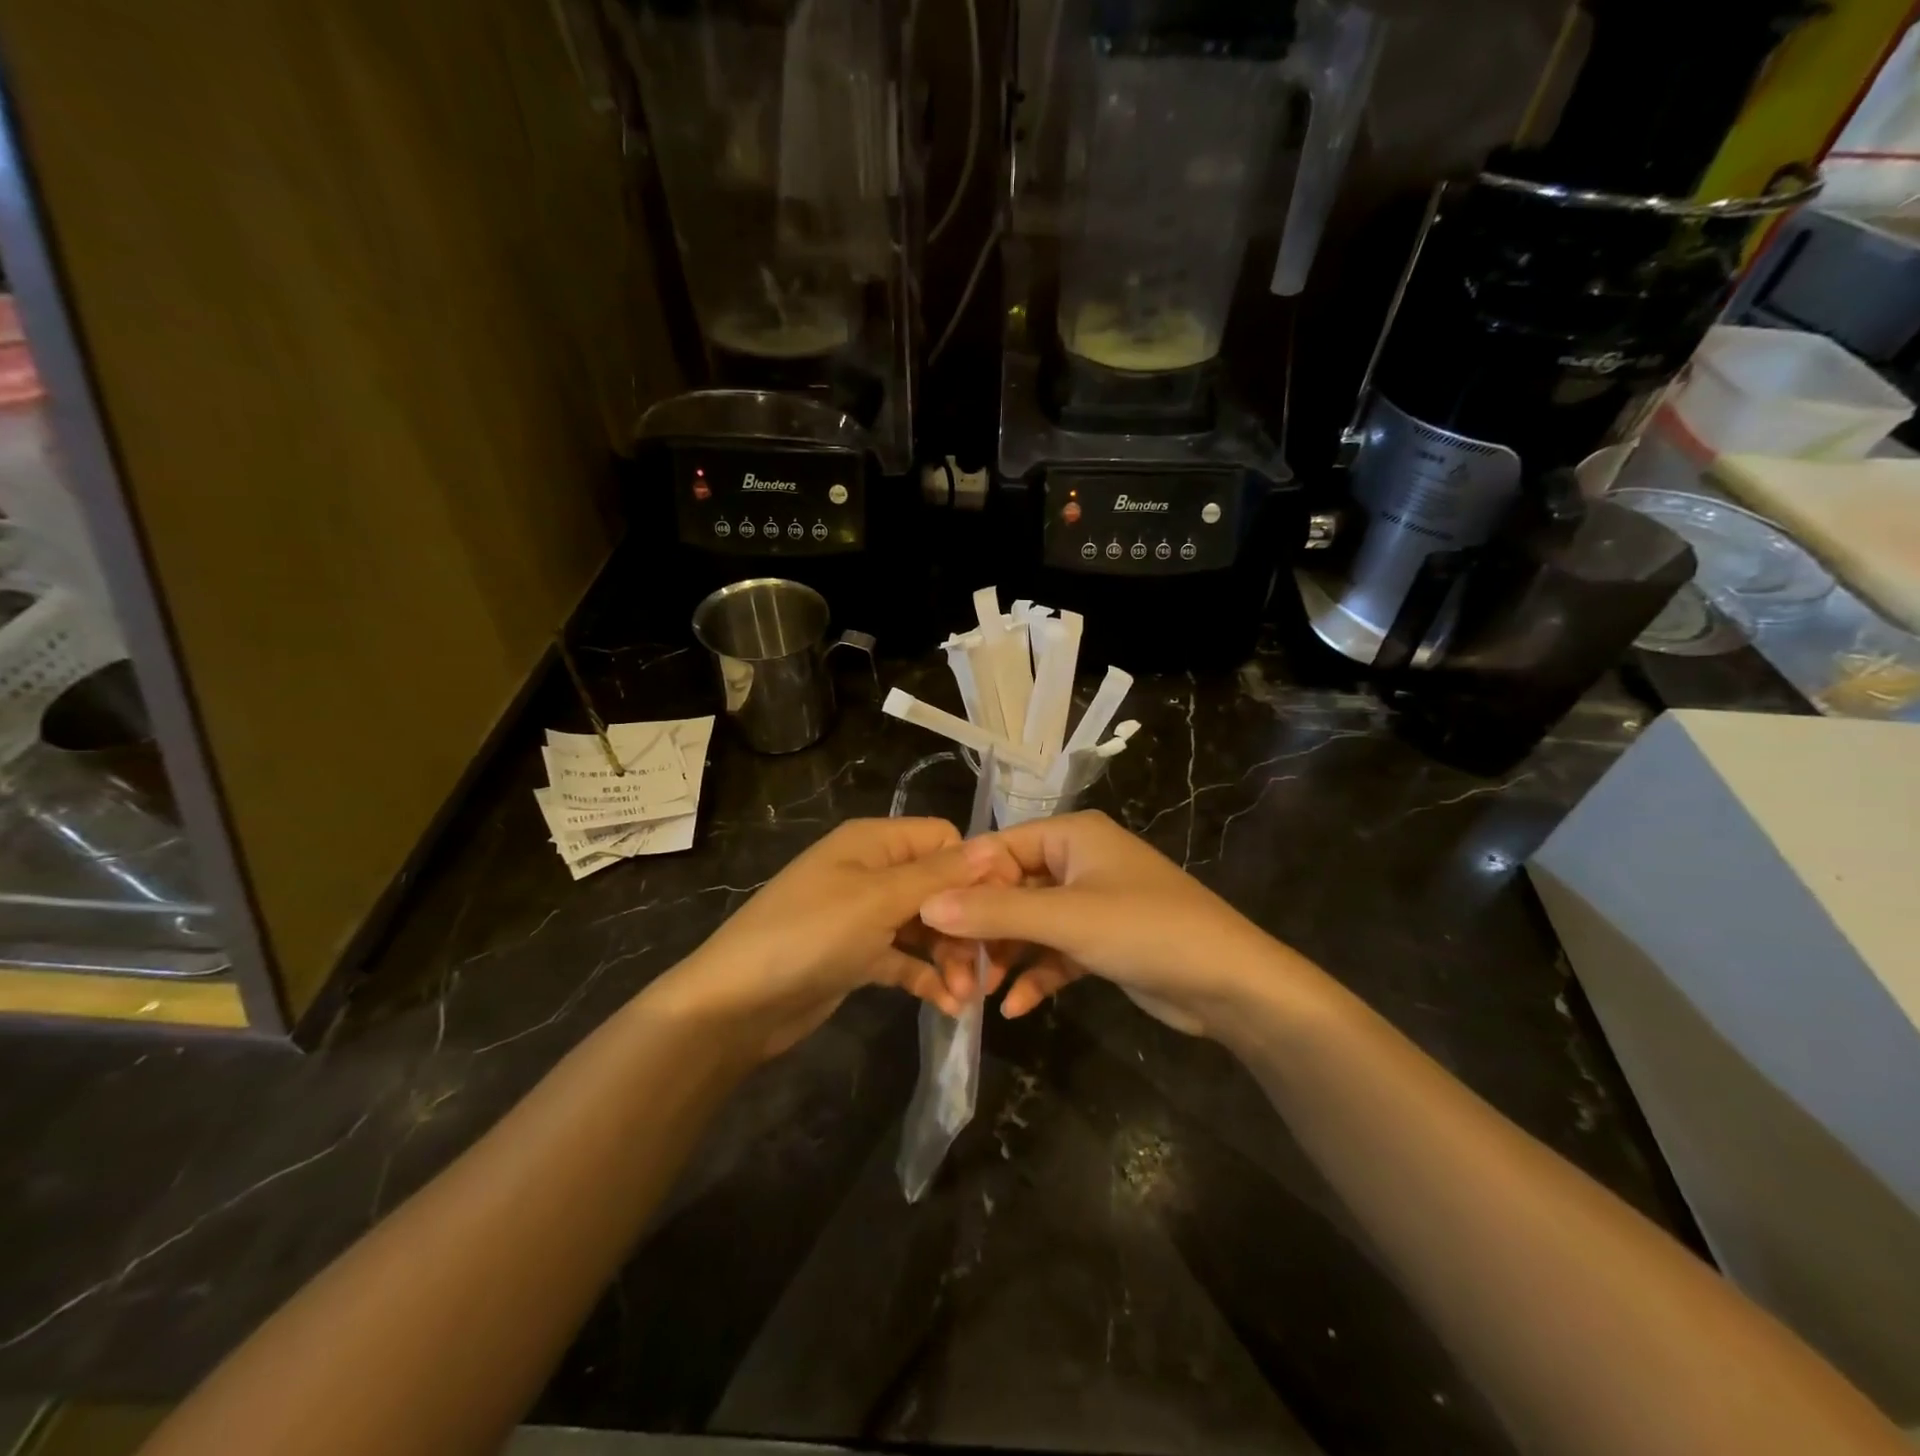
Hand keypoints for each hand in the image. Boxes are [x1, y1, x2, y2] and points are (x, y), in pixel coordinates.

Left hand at [655, 818, 1013, 1056]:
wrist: (734, 1006)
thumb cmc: (809, 936)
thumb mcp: (878, 900)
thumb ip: (939, 875)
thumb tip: (996, 846)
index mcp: (874, 841)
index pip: (944, 839)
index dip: (974, 870)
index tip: (1002, 910)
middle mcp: (871, 871)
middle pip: (939, 885)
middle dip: (966, 923)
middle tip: (988, 967)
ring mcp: (864, 915)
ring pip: (926, 925)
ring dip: (950, 956)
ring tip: (967, 995)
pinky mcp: (858, 955)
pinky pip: (904, 958)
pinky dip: (925, 977)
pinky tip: (948, 1007)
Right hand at [918, 810, 1295, 1036]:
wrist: (1231, 984)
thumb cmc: (1147, 930)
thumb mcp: (1067, 918)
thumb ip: (996, 911)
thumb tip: (926, 905)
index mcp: (1070, 835)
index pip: (997, 848)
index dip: (962, 885)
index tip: (927, 926)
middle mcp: (1077, 860)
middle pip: (1009, 888)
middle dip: (982, 931)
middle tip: (953, 973)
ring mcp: (1089, 901)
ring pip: (1028, 923)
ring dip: (1004, 957)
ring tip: (975, 995)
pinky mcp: (1100, 940)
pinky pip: (1053, 951)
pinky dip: (1035, 974)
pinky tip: (1015, 1008)